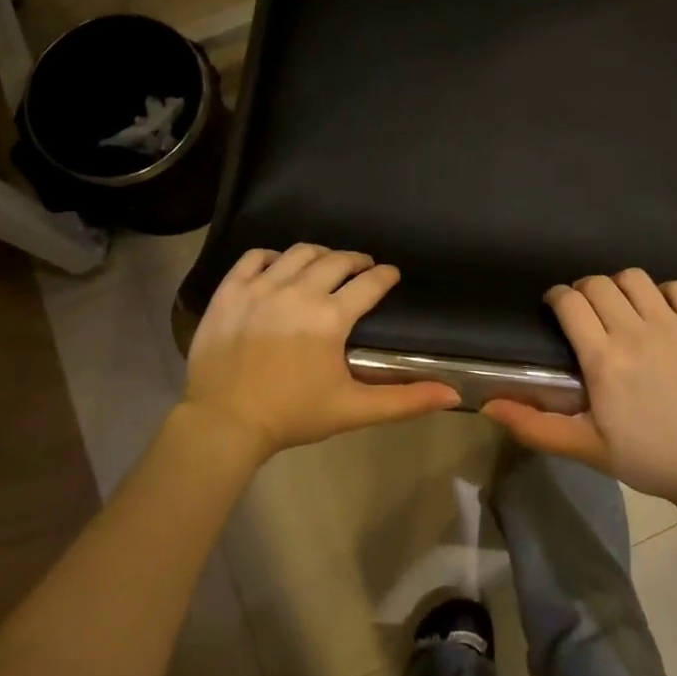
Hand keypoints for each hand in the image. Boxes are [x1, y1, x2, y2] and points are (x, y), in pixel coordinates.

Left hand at [181, 245, 460, 462]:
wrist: (224, 423)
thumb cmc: (292, 416)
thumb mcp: (353, 410)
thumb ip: (405, 400)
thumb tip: (453, 395)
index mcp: (330, 317)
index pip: (369, 283)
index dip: (385, 276)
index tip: (391, 274)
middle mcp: (298, 292)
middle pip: (335, 260)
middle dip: (355, 260)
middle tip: (362, 267)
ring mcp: (260, 287)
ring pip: (298, 253)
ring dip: (319, 254)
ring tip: (325, 264)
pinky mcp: (230, 291)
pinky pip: (254, 257)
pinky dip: (271, 256)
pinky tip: (278, 266)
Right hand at [482, 271, 676, 505]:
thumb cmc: (648, 459)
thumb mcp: (586, 448)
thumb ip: (535, 425)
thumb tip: (488, 406)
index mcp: (603, 360)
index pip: (570, 303)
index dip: (557, 297)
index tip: (555, 306)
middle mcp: (635, 333)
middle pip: (598, 284)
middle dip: (584, 290)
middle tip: (586, 311)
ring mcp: (673, 325)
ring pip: (634, 278)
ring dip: (620, 286)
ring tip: (622, 307)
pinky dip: (663, 291)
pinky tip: (660, 311)